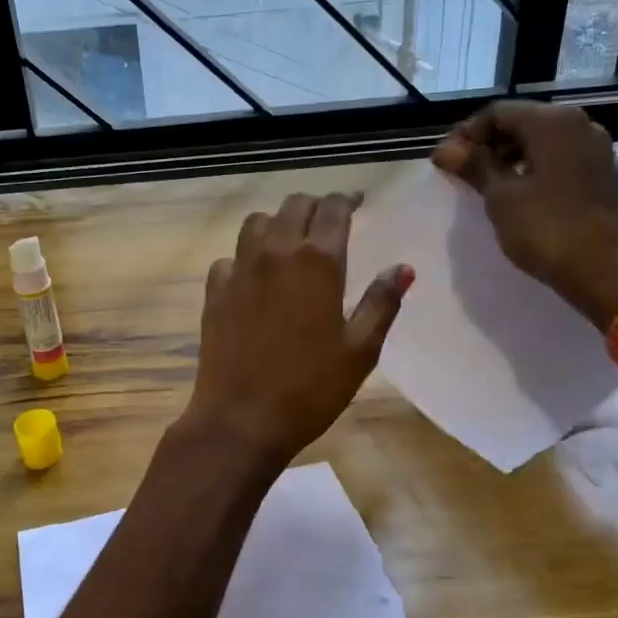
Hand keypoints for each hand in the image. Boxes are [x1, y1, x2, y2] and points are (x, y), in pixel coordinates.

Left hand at [181, 193, 412, 468]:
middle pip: (293, 206)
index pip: (333, 208)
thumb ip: (381, 303)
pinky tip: (253, 276)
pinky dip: (245, 256)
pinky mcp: (214, 291)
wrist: (241, 418)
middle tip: (328, 219)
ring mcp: (239, 270)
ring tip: (289, 239)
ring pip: (255, 222)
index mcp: (317, 261)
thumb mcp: (360, 350)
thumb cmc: (311, 388)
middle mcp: (275, 253)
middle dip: (314, 205)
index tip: (357, 202)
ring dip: (276, 222)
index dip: (347, 199)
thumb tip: (403, 268)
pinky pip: (229, 257)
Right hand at [431, 101, 617, 329]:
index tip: (446, 160)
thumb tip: (444, 149)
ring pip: (542, 142)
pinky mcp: (602, 176)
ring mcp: (596, 151)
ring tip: (485, 186)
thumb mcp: (501, 197)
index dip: (466, 133)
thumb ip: (474, 166)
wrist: (606, 272)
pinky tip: (517, 195)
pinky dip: (534, 169)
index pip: (498, 112)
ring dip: (510, 157)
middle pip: (522, 122)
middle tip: (461, 173)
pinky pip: (560, 160)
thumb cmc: (547, 229)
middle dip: (488, 144)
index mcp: (554, 122)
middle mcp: (580, 125)